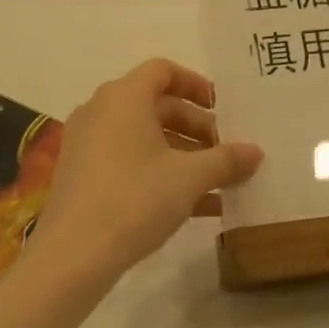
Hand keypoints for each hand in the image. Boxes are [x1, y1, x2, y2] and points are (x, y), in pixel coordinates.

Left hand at [36, 59, 261, 287]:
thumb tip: (256, 151)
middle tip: (225, 151)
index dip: (196, 85)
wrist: (72, 256)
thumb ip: (226, 160)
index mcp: (124, 98)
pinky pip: (130, 162)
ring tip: (218, 181)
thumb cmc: (135, 199)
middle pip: (157, 106)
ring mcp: (88, 145)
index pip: (163, 71)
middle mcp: (101, 112)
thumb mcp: (190, 178)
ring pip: (145, 137)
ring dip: (183, 155)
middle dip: (196, 127)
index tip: (222, 108)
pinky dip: (161, 173)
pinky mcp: (83, 176)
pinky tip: (197, 206)